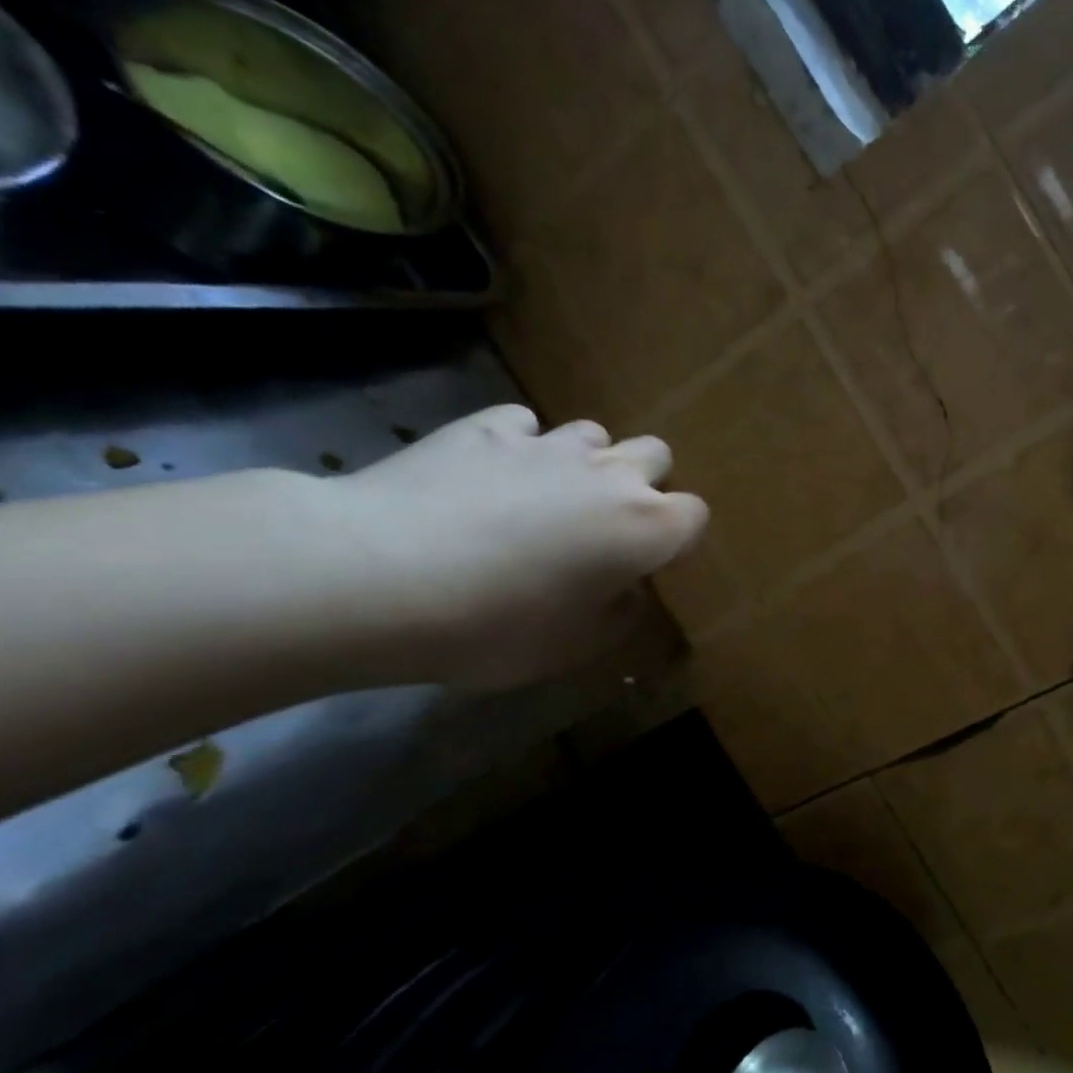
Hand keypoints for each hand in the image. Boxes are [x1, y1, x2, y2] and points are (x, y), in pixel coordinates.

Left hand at [334, 405, 707, 689]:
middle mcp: (610, 474)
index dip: (676, 537)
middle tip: (605, 522)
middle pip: (656, 455)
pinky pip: (524, 425)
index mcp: (645, 527)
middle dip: (643, 482)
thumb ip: (619, 614)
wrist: (379, 576)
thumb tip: (624, 588)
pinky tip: (490, 475)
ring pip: (594, 433)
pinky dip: (520, 446)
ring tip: (547, 495)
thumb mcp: (575, 647)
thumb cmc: (496, 626)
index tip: (647, 562)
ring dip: (585, 461)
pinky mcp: (486, 428)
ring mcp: (548, 444)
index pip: (694, 515)